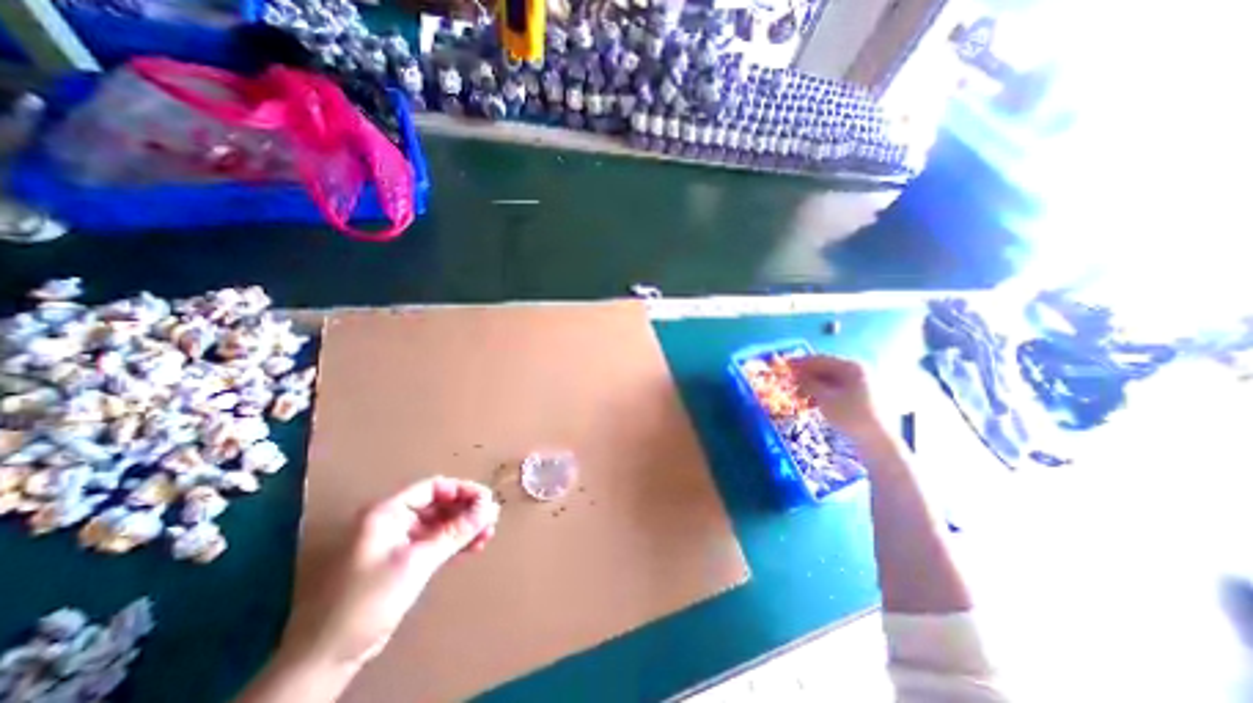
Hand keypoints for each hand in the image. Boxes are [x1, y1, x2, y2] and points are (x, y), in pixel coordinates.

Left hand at [280, 478, 502, 669]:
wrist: (328, 658)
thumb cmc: (369, 601)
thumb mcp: (418, 562)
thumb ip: (456, 532)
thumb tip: (489, 508)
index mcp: (387, 512)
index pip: (433, 487)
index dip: (462, 490)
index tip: (487, 500)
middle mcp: (392, 520)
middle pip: (438, 504)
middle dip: (466, 510)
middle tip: (491, 519)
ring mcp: (396, 541)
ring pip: (439, 523)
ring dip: (464, 527)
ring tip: (487, 535)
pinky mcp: (401, 560)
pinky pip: (434, 541)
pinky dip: (454, 542)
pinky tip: (473, 547)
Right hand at [792, 357, 889, 444]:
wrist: (878, 442)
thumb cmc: (851, 416)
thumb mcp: (824, 398)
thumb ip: (808, 383)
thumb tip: (795, 373)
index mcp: (851, 367)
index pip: (820, 360)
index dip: (800, 363)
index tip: (783, 366)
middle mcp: (858, 371)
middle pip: (825, 369)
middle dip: (806, 376)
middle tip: (789, 383)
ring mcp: (862, 384)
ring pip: (830, 380)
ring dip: (812, 387)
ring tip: (799, 397)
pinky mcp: (862, 397)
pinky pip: (837, 390)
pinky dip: (823, 394)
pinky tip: (812, 404)